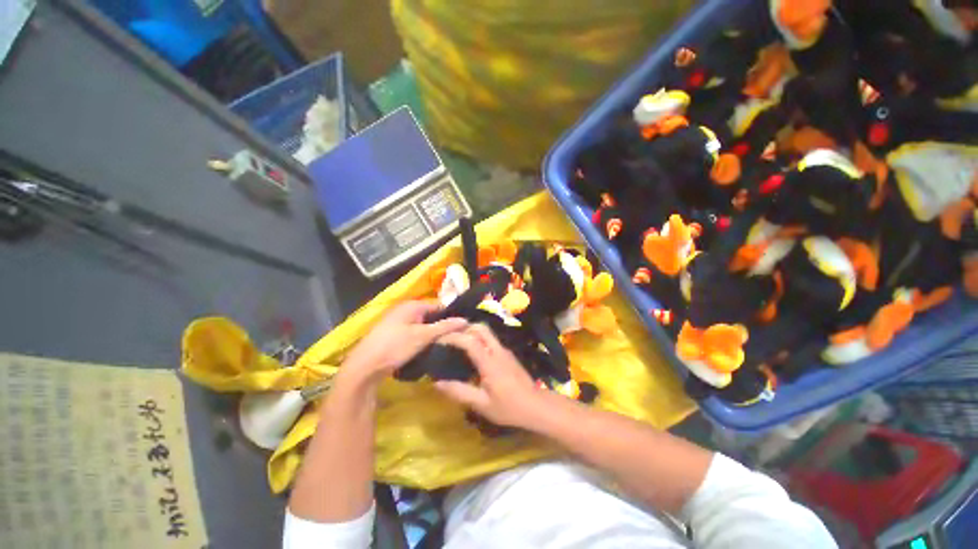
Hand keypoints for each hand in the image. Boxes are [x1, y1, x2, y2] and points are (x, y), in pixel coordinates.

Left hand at [341, 301, 466, 385]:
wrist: (364, 367)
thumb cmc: (395, 346)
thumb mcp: (423, 336)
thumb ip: (445, 327)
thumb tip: (466, 320)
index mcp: (412, 305)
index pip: (439, 305)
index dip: (451, 315)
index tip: (463, 327)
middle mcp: (405, 310)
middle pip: (430, 316)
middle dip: (442, 326)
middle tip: (457, 338)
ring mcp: (398, 323)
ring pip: (422, 326)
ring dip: (433, 334)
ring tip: (447, 344)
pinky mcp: (394, 335)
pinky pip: (414, 334)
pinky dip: (422, 339)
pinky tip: (430, 349)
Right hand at [435, 324, 546, 427]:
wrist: (536, 406)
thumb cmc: (509, 407)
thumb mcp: (481, 404)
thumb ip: (459, 392)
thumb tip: (437, 384)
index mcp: (490, 362)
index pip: (469, 341)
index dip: (453, 337)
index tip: (439, 340)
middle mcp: (498, 350)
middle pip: (480, 328)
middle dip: (463, 328)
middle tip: (449, 338)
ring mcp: (505, 350)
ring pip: (487, 332)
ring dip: (472, 332)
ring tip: (458, 343)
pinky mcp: (508, 354)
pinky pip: (491, 340)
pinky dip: (479, 339)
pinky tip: (473, 353)